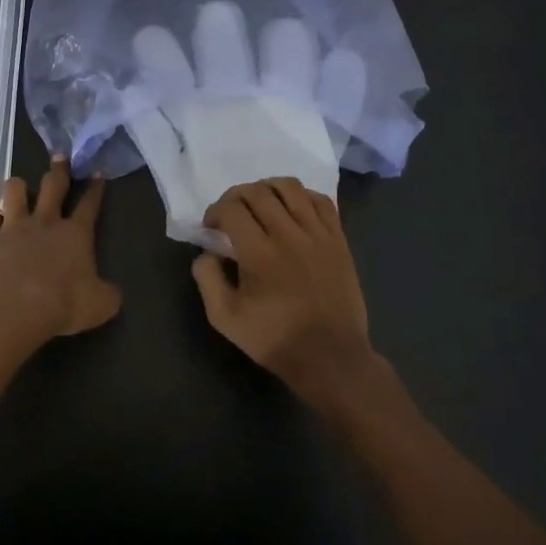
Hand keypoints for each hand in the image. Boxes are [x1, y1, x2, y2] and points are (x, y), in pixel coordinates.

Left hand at [0, 157, 121, 346]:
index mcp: (76, 234)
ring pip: (15, 191)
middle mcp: (45, 222)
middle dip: (59, 169)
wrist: (12, 310)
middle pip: (53, 185)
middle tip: (60, 156)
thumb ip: (108, 293)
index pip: (90, 204)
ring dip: (19, 187)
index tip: (97, 172)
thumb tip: (111, 290)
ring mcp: (14, 227)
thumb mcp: (101, 305)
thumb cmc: (62, 306)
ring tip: (20, 187)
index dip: (95, 188)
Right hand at [192, 178, 378, 407]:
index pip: (231, 208)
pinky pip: (321, 201)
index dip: (214, 211)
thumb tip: (208, 251)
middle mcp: (289, 234)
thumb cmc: (274, 339)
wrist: (330, 357)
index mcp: (258, 253)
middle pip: (257, 191)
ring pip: (290, 187)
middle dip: (235, 196)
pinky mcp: (338, 239)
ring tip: (260, 204)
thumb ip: (207, 278)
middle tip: (230, 214)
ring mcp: (318, 234)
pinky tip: (292, 209)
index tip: (211, 227)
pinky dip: (302, 196)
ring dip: (267, 188)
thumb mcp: (224, 318)